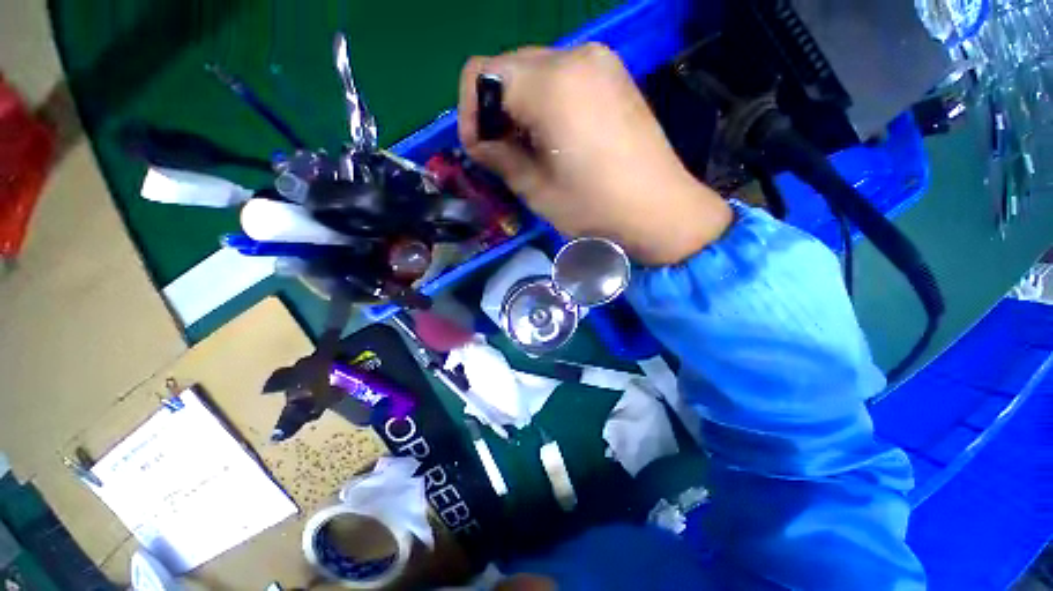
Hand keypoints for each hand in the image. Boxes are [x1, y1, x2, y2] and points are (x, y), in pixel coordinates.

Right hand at [458, 43, 731, 265]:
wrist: (661, 211)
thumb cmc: (596, 208)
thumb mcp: (537, 191)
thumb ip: (500, 159)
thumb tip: (480, 142)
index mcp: (551, 84)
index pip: (481, 72)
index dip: (470, 113)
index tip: (479, 150)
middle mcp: (575, 56)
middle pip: (509, 67)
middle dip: (495, 110)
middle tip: (502, 152)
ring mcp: (601, 62)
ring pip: (536, 71)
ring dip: (521, 107)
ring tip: (530, 149)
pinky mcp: (615, 77)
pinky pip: (564, 78)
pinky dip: (547, 103)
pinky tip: (556, 137)